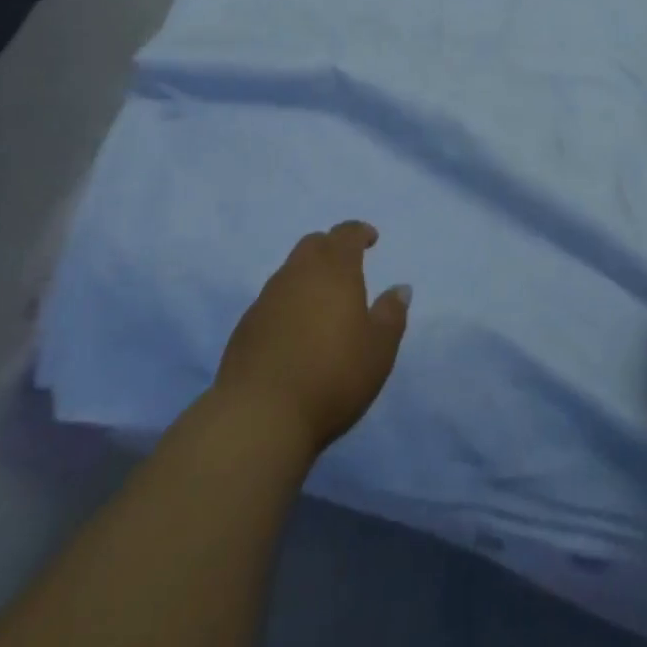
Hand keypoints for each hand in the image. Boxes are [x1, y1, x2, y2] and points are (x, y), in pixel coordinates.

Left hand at [213, 221, 410, 455]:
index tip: (370, 238)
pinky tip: (295, 330)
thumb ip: (391, 315)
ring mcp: (267, 297)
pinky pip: (273, 299)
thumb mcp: (378, 350)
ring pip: (291, 270)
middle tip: (346, 265)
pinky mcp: (246, 324)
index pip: (346, 234)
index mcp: (334, 270)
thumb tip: (400, 288)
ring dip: (308, 275)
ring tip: (322, 300)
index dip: (359, 232)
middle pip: (314, 244)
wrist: (260, 414)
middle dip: (331, 247)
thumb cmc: (332, 376)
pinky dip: (289, 302)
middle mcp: (298, 273)